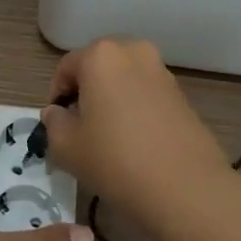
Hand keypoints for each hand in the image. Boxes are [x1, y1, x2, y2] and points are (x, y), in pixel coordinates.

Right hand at [41, 38, 234, 240]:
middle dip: (86, 94)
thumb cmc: (115, 160)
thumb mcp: (66, 147)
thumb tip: (57, 113)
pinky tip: (134, 143)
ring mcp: (162, 72)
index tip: (56, 125)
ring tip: (108, 138)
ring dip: (112, 101)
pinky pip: (146, 95)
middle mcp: (134, 53)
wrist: (186, 188)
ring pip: (124, 81)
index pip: (66, 68)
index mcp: (101, 56)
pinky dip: (135, 111)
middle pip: (98, 69)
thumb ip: (53, 123)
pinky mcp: (182, 95)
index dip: (56, 97)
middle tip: (80, 129)